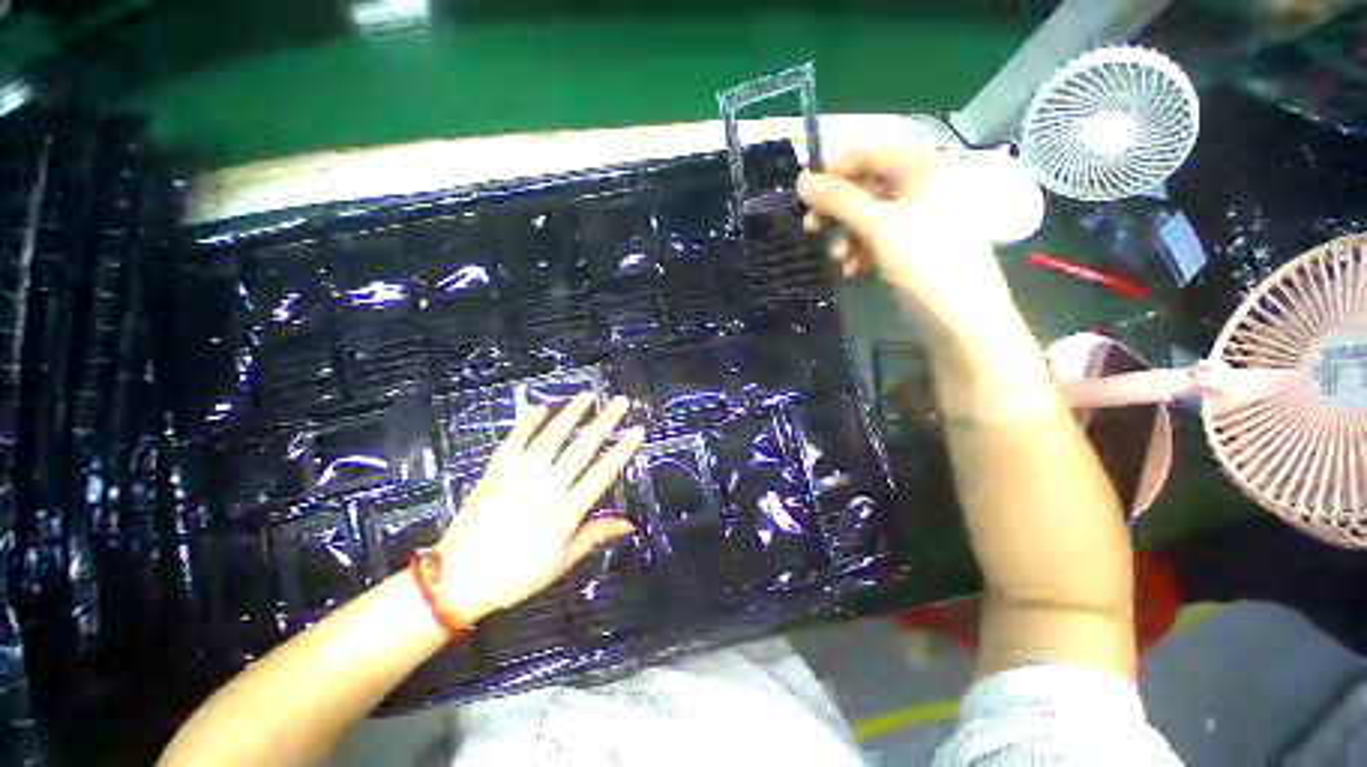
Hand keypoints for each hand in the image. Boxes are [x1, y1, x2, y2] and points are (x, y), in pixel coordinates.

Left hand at [436, 393, 644, 623]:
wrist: (458, 580)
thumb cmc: (516, 574)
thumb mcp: (561, 561)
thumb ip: (595, 536)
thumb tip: (629, 524)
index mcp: (566, 511)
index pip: (602, 473)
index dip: (622, 450)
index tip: (637, 430)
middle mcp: (546, 486)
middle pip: (582, 448)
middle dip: (604, 422)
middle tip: (620, 401)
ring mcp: (519, 475)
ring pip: (551, 437)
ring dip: (571, 414)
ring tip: (587, 396)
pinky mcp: (495, 472)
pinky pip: (514, 441)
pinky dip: (528, 423)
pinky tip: (542, 407)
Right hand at [798, 148, 1018, 340]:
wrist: (962, 318)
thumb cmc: (924, 263)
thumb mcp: (877, 227)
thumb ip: (838, 200)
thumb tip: (800, 179)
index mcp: (922, 165)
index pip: (865, 154)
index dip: (831, 174)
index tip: (804, 201)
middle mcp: (923, 183)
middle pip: (865, 186)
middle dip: (837, 211)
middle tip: (812, 232)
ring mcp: (920, 214)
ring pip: (868, 215)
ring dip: (845, 236)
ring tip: (838, 261)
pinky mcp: (916, 242)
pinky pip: (879, 236)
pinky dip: (861, 250)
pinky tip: (852, 270)